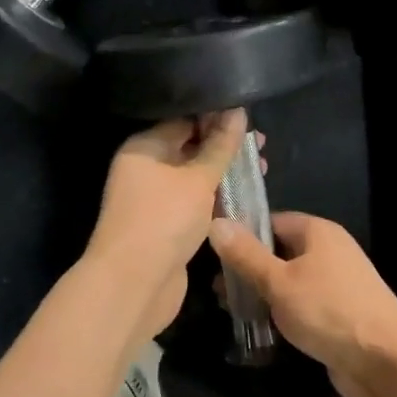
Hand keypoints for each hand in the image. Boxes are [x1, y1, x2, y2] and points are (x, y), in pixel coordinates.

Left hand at [83, 110, 249, 343]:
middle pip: (190, 147)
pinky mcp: (166, 224)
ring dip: (224, 172)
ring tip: (262, 167)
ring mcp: (154, 198)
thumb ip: (220, 145)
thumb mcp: (198, 178)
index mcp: (144, 146)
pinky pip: (194, 201)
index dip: (217, 116)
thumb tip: (237, 111)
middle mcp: (146, 168)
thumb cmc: (164, 219)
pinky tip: (244, 194)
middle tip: (262, 144)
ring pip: (195, 176)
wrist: (134, 285)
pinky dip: (216, 197)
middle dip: (225, 145)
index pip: (184, 120)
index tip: (250, 116)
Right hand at [206, 212, 396, 396]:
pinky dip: (281, 313)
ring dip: (262, 294)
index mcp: (317, 231)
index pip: (270, 221)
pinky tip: (259, 329)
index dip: (241, 235)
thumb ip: (246, 255)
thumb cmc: (329, 311)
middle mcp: (328, 251)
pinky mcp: (338, 314)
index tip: (212, 255)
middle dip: (248, 269)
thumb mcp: (279, 281)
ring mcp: (336, 283)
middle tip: (218, 290)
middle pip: (279, 251)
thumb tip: (216, 222)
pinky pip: (301, 304)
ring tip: (231, 311)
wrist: (387, 362)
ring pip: (288, 280)